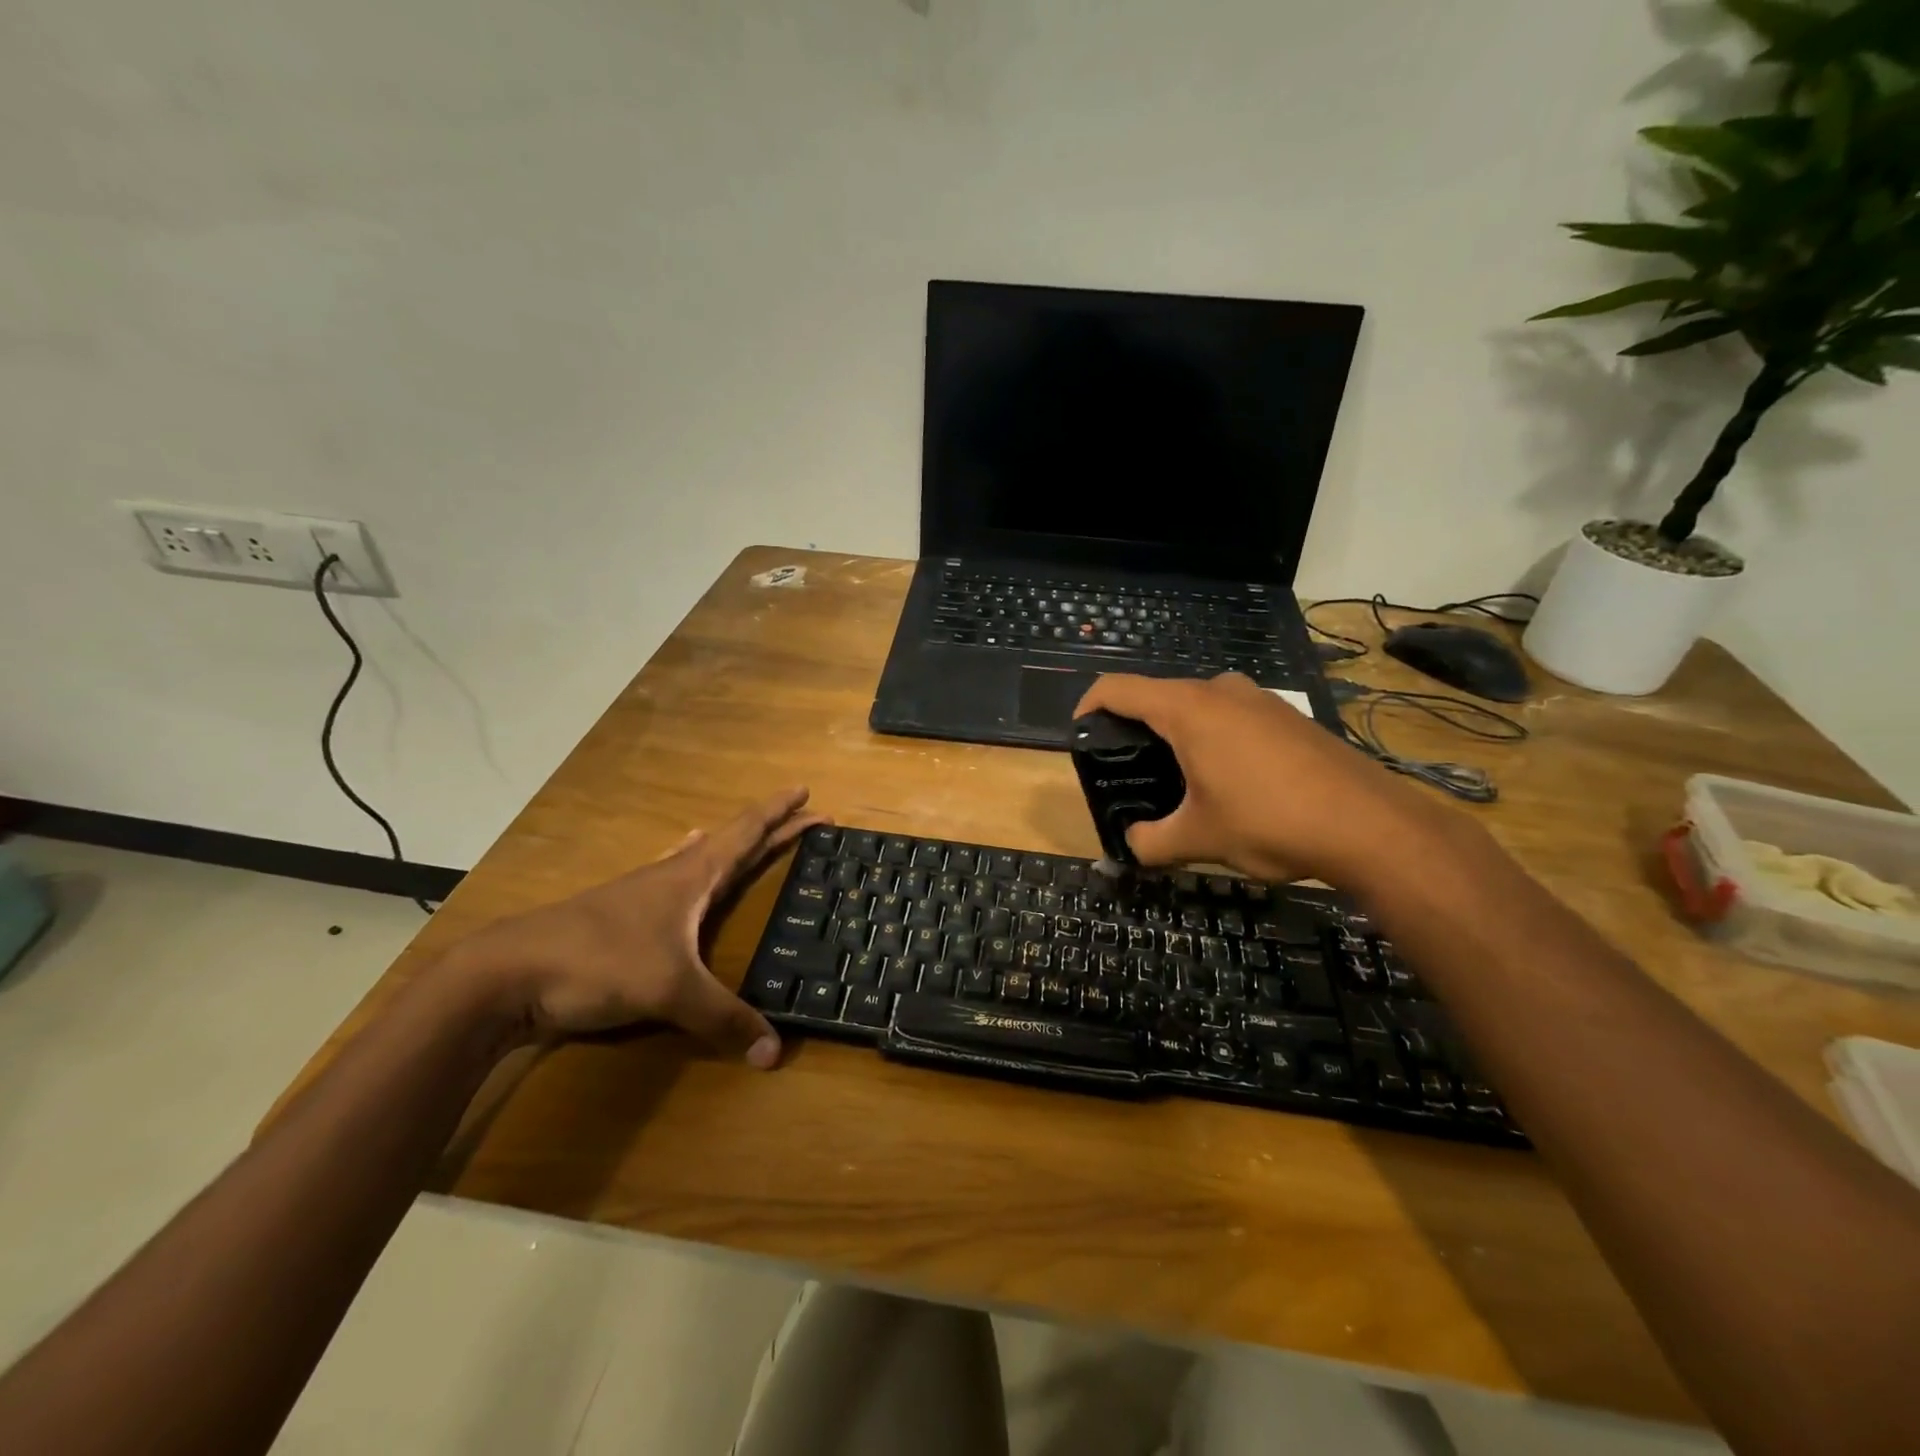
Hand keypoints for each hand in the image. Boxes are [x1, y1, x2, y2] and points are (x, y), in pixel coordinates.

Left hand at [445, 788, 825, 1066]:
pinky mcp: (620, 917)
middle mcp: (671, 876)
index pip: (747, 833)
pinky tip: (676, 872)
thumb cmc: (598, 963)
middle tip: (807, 820)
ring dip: (730, 847)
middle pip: (732, 843)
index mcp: (692, 877)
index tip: (808, 792)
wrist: (506, 974)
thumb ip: (724, 1019)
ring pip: (698, 858)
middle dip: (772, 830)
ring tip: (748, 839)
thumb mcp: (671, 991)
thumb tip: (776, 1053)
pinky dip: (688, 868)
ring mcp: (641, 894)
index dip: (780, 813)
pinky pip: (670, 880)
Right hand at [1074, 674, 1450, 885]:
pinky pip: (1231, 717)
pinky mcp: (1287, 716)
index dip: (1087, 706)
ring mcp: (1259, 699)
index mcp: (1187, 709)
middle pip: (1157, 697)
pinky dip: (1212, 740)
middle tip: (1130, 773)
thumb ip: (1150, 843)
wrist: (1369, 825)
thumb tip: (1131, 846)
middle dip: (1135, 730)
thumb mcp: (1198, 839)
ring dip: (1177, 737)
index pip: (1117, 689)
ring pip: (1198, 707)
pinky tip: (1228, 783)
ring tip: (1178, 783)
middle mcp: (1220, 690)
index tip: (1080, 736)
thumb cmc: (1268, 821)